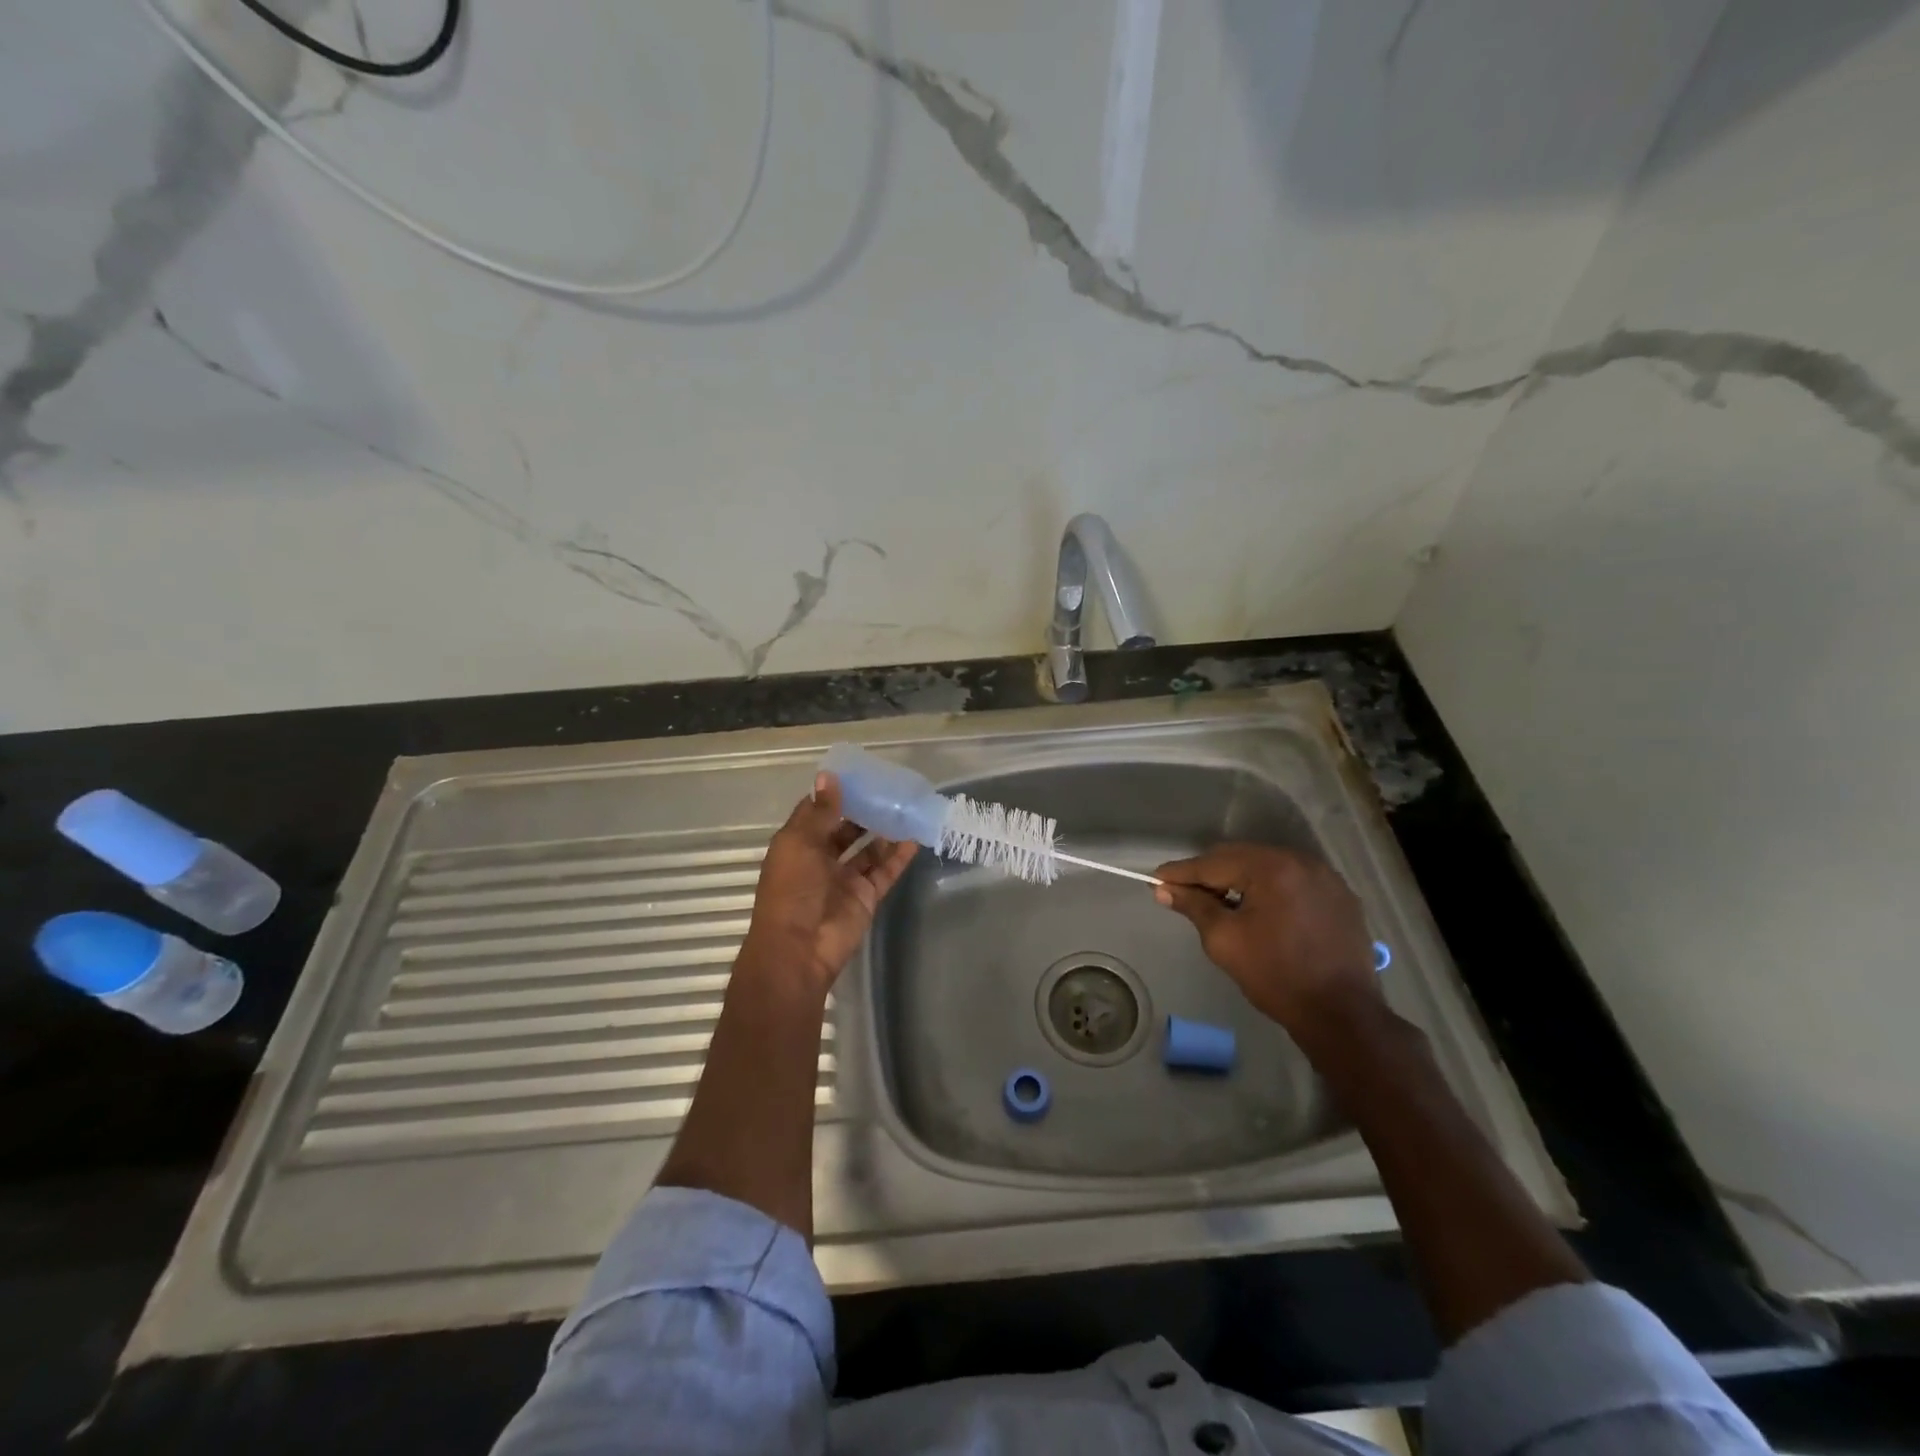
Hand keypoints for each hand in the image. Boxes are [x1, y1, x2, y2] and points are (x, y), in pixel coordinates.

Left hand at [743, 773, 918, 994]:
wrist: (799, 950)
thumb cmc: (792, 890)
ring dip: (885, 831)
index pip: (817, 812)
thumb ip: (821, 812)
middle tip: (890, 789)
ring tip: (907, 808)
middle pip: (845, 829)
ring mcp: (845, 879)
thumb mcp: (801, 844)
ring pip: (868, 850)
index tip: (859, 774)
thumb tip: (829, 776)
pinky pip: (885, 871)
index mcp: (798, 844)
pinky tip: (915, 837)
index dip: (835, 793)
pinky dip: (899, 856)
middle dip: (864, 811)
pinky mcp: (866, 896)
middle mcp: (821, 859)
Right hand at [1154, 843, 1380, 1035]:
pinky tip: (1258, 910)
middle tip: (1183, 891)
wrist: (1341, 1015)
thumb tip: (1164, 889)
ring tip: (1219, 901)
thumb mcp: (1225, 941)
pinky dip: (1270, 889)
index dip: (1182, 872)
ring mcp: (1326, 878)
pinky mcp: (1340, 896)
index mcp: (1272, 868)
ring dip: (1240, 879)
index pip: (1215, 862)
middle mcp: (1301, 861)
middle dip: (1211, 873)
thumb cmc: (1276, 976)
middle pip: (1242, 857)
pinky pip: (1293, 881)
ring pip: (1268, 867)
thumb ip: (1194, 907)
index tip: (1156, 879)